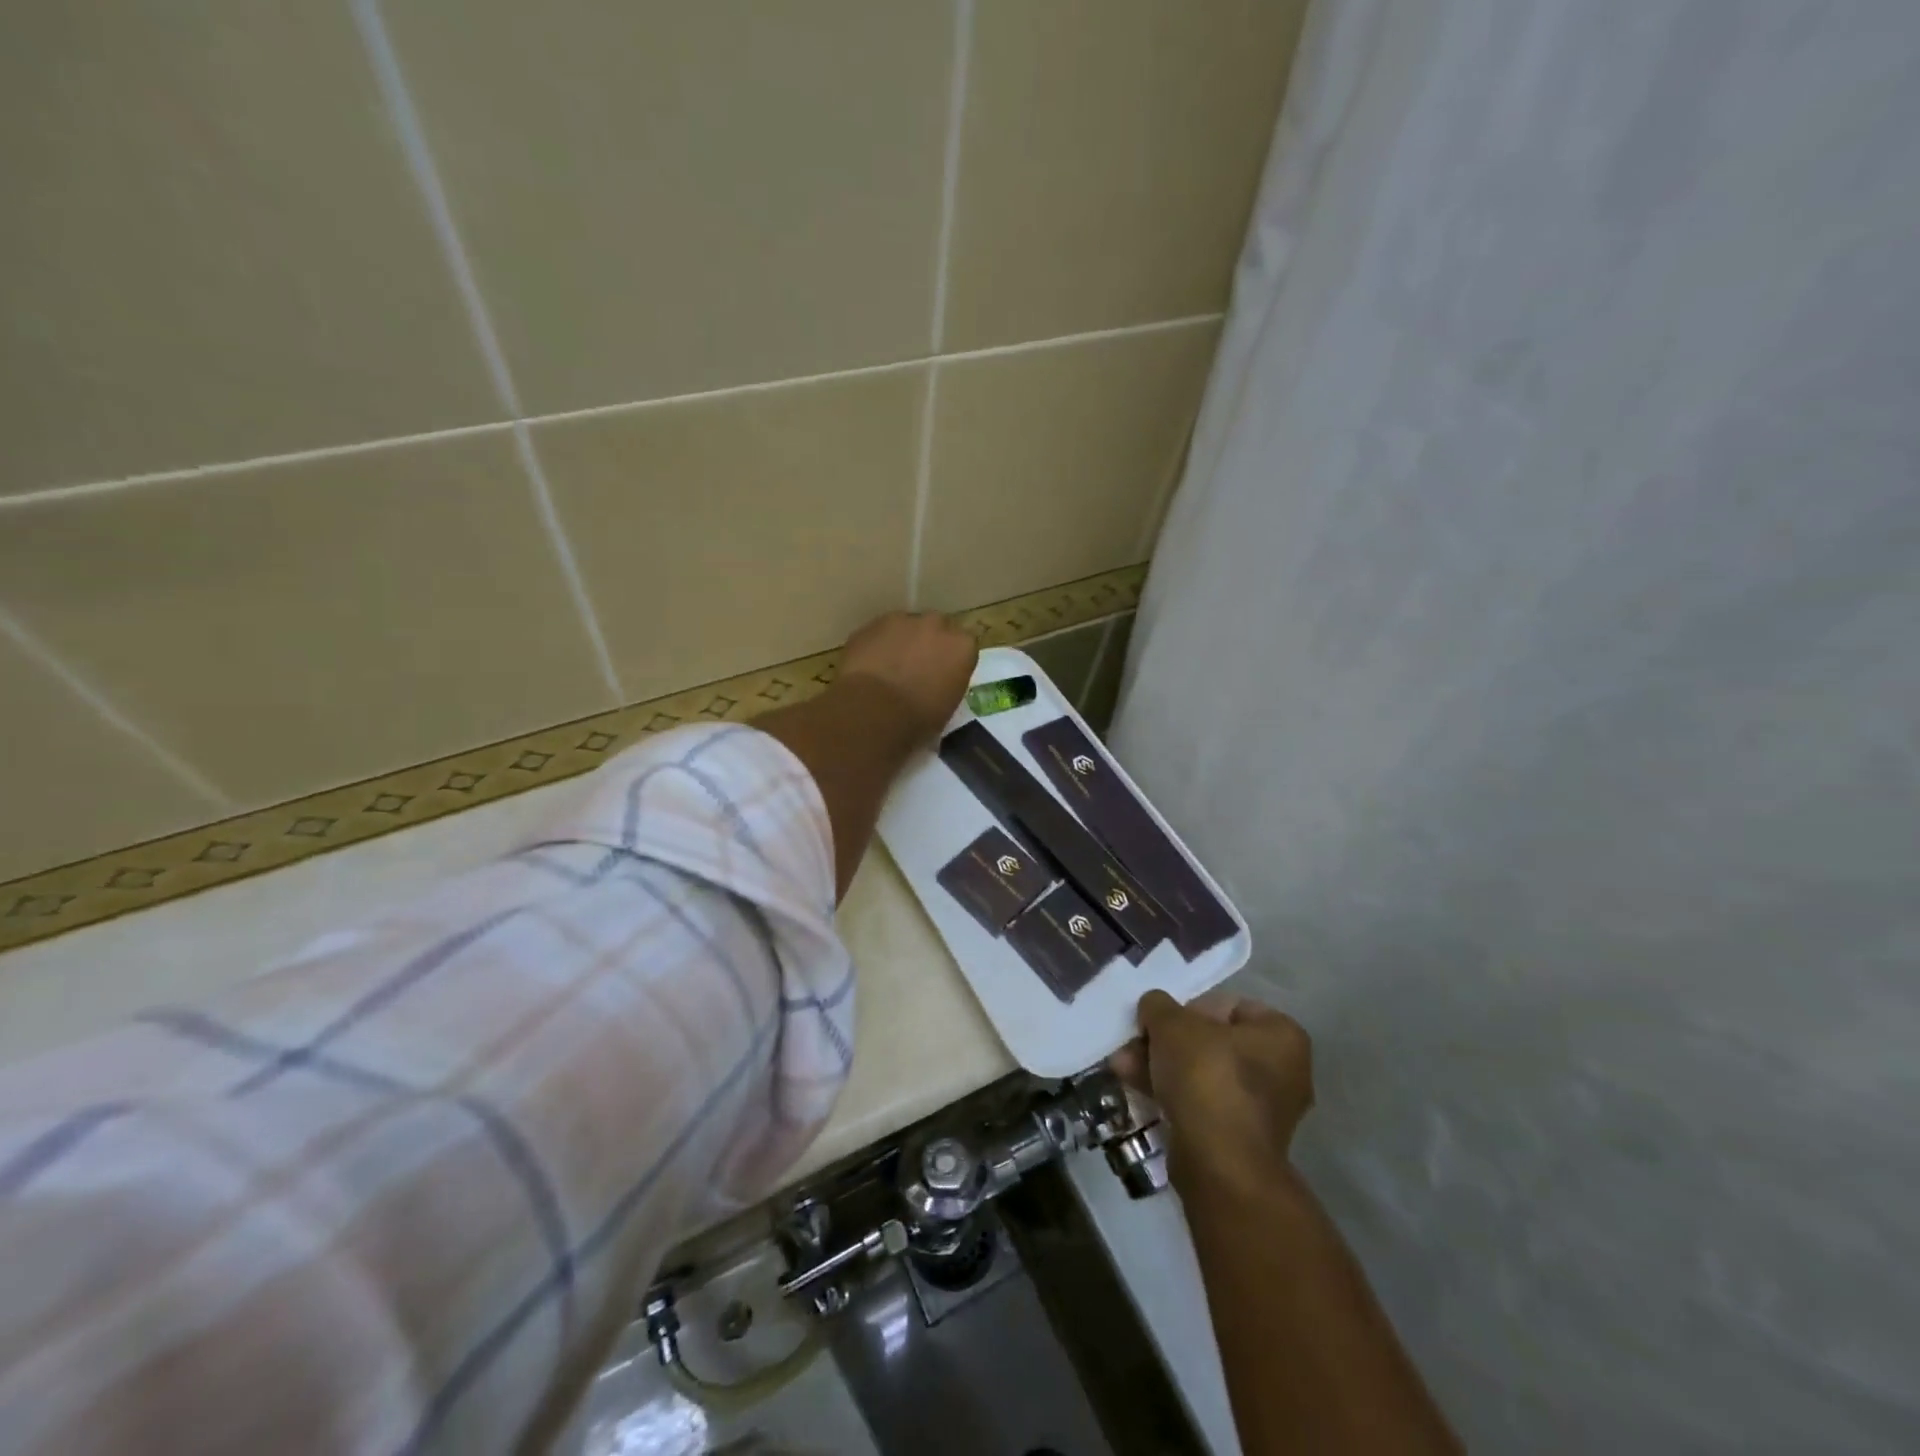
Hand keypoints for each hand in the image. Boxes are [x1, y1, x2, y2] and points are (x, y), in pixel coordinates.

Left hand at [837, 612, 977, 743]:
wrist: (873, 710)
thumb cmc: (917, 719)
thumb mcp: (946, 708)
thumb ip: (946, 685)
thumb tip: (936, 686)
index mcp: (962, 647)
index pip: (964, 647)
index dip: (951, 661)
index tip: (943, 676)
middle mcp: (936, 625)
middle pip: (936, 629)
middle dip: (928, 644)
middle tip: (916, 669)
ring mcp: (902, 621)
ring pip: (905, 627)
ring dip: (901, 643)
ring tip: (888, 670)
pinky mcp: (872, 624)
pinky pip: (879, 634)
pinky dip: (877, 646)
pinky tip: (869, 668)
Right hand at [1113, 990, 1313, 1177]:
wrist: (1219, 1163)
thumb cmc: (1206, 1076)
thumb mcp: (1171, 1023)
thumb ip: (1159, 1005)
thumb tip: (1154, 1007)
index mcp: (1281, 1035)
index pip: (1229, 1006)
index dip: (1189, 1008)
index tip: (1162, 1021)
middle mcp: (1283, 1071)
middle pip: (1211, 1042)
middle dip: (1166, 1042)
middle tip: (1134, 1044)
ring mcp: (1263, 1110)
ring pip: (1202, 1073)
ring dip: (1161, 1066)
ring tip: (1121, 1067)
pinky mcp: (1241, 1140)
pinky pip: (1203, 1103)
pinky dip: (1172, 1094)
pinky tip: (1135, 1089)